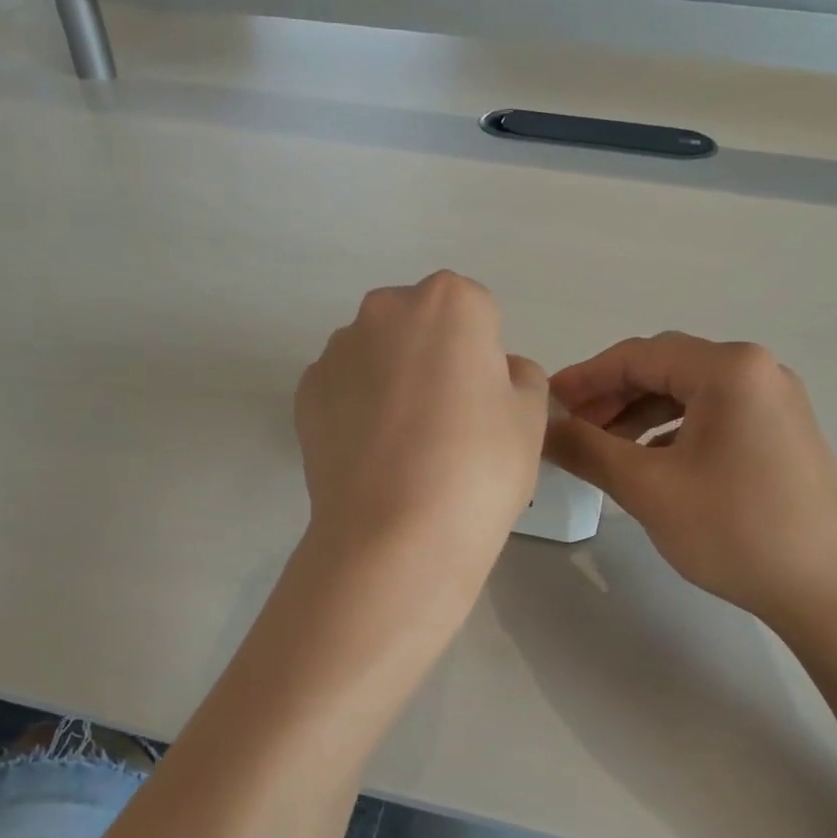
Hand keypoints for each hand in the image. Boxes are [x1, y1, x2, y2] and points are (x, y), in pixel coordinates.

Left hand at [296, 272, 547, 587]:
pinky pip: (344, 388)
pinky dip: (357, 408)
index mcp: (449, 302)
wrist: (394, 535)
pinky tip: (373, 456)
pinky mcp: (305, 392)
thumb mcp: (531, 418)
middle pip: (420, 324)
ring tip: (405, 446)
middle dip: (434, 356)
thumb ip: (521, 377)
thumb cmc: (478, 466)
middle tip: (447, 420)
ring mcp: (337, 350)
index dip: (483, 358)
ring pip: (377, 354)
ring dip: (392, 380)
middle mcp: (385, 310)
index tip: (482, 403)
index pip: (477, 312)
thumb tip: (494, 373)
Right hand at [545, 334, 836, 642]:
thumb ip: (587, 449)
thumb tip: (544, 428)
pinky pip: (714, 415)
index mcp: (728, 369)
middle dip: (611, 395)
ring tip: (603, 448)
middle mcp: (757, 370)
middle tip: (571, 428)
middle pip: (665, 368)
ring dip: (639, 413)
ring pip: (689, 393)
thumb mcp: (649, 488)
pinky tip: (650, 461)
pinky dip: (672, 430)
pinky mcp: (782, 432)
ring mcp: (776, 401)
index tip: (546, 404)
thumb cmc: (736, 531)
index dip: (584, 378)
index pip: (637, 355)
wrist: (831, 591)